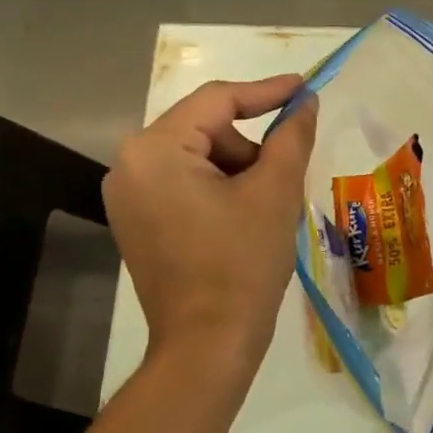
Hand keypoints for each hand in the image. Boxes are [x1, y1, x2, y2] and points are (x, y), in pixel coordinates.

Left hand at [104, 74, 318, 373]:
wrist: (208, 344)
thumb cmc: (243, 264)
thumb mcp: (275, 192)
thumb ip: (291, 136)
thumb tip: (304, 101)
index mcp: (155, 150)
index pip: (217, 101)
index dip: (266, 91)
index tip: (305, 88)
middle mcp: (129, 165)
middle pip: (205, 130)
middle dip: (251, 148)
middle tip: (286, 178)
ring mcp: (128, 196)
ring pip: (198, 158)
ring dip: (238, 171)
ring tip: (266, 210)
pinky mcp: (136, 222)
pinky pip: (184, 184)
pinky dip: (219, 190)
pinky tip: (243, 221)